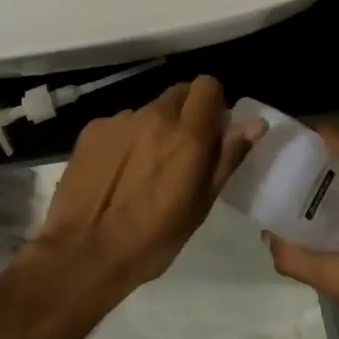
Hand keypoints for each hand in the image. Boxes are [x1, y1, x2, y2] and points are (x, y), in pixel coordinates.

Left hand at [26, 76, 262, 309]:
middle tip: (180, 152)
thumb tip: (255, 124)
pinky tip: (116, 173)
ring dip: (153, 129)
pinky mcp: (92, 129)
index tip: (211, 129)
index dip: (213, 103)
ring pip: (148, 111)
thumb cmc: (153, 238)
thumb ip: (227, 157)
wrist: (83, 253)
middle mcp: (154, 115)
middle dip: (186, 114)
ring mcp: (120, 120)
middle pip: (178, 94)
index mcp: (187, 134)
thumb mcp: (200, 204)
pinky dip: (125, 140)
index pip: (207, 85)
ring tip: (143, 169)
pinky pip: (120, 124)